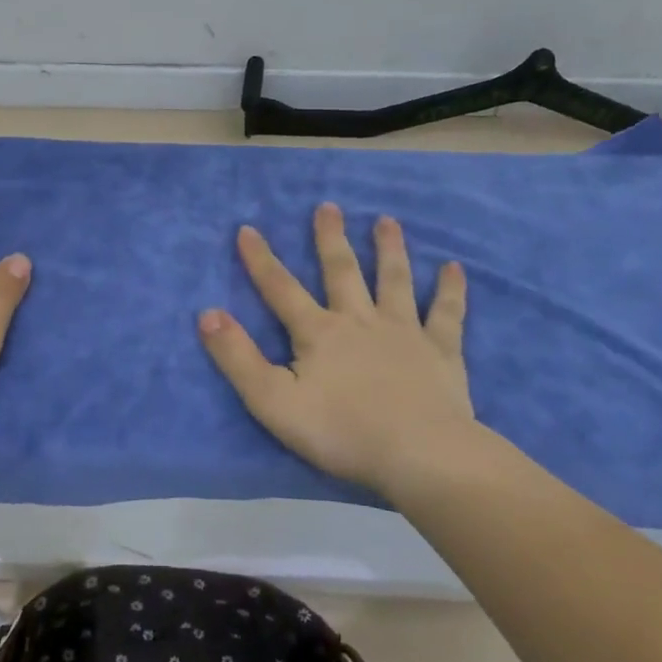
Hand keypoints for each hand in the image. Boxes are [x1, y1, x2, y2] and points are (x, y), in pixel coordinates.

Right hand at [198, 202, 476, 494]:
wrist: (420, 455)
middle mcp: (360, 321)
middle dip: (331, 238)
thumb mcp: (272, 400)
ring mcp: (403, 332)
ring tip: (387, 221)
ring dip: (389, 249)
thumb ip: (237, 357)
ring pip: (394, 281)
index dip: (261, 260)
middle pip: (342, 271)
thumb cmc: (341, 431)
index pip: (281, 289)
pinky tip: (453, 268)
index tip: (247, 228)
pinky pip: (446, 314)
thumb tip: (207, 313)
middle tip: (328, 206)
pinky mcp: (441, 351)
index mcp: (319, 333)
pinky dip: (450, 290)